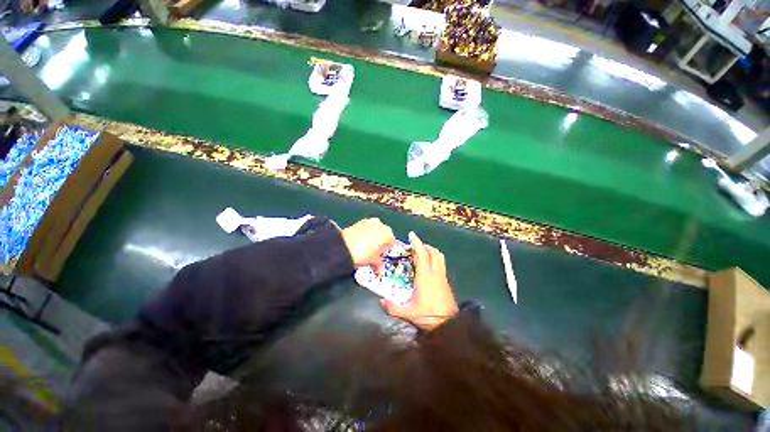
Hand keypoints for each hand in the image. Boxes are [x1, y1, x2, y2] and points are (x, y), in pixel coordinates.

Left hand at [341, 218, 394, 268]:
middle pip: (383, 234)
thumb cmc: (363, 253)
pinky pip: (365, 229)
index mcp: (387, 233)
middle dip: (379, 243)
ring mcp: (368, 221)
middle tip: (374, 253)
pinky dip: (364, 235)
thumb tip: (381, 270)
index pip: (391, 242)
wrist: (343, 246)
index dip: (386, 250)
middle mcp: (380, 224)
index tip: (381, 256)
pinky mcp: (358, 222)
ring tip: (365, 248)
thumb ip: (379, 264)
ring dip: (372, 238)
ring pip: (374, 231)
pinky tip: (359, 242)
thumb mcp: (373, 260)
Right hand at [380, 232, 458, 330]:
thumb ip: (393, 307)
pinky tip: (429, 266)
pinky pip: (441, 263)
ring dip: (431, 251)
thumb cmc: (429, 315)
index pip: (422, 254)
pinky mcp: (446, 281)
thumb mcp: (409, 313)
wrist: (450, 324)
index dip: (417, 243)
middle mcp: (435, 273)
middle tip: (415, 246)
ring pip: (439, 257)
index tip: (412, 235)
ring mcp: (442, 276)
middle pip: (433, 252)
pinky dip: (435, 258)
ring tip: (423, 252)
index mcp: (425, 276)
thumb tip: (381, 301)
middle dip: (424, 246)